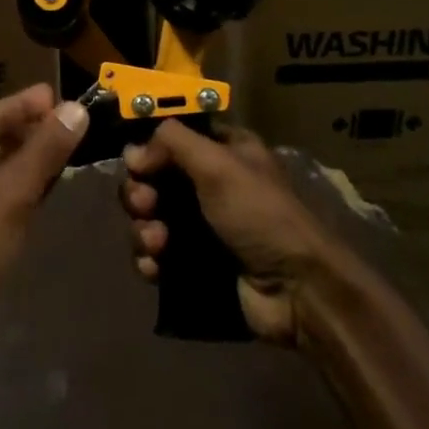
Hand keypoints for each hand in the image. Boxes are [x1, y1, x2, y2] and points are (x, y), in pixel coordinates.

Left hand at [0, 84, 89, 369]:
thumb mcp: (11, 194)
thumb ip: (45, 150)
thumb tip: (77, 108)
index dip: (29, 103)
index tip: (64, 93)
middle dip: (36, 129)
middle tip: (77, 119)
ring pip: (4, 168)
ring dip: (35, 158)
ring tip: (74, 144)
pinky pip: (5, 195)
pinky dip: (29, 186)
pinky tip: (54, 184)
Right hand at [121, 121, 348, 346]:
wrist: (296, 291)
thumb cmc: (259, 214)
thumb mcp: (218, 164)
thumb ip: (171, 143)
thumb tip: (133, 153)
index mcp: (222, 152)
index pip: (173, 138)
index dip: (149, 148)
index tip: (137, 164)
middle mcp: (209, 185)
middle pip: (153, 179)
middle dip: (140, 193)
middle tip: (145, 205)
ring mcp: (200, 227)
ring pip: (149, 218)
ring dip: (143, 229)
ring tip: (157, 244)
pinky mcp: (194, 265)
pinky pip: (156, 255)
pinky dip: (149, 259)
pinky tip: (155, 268)